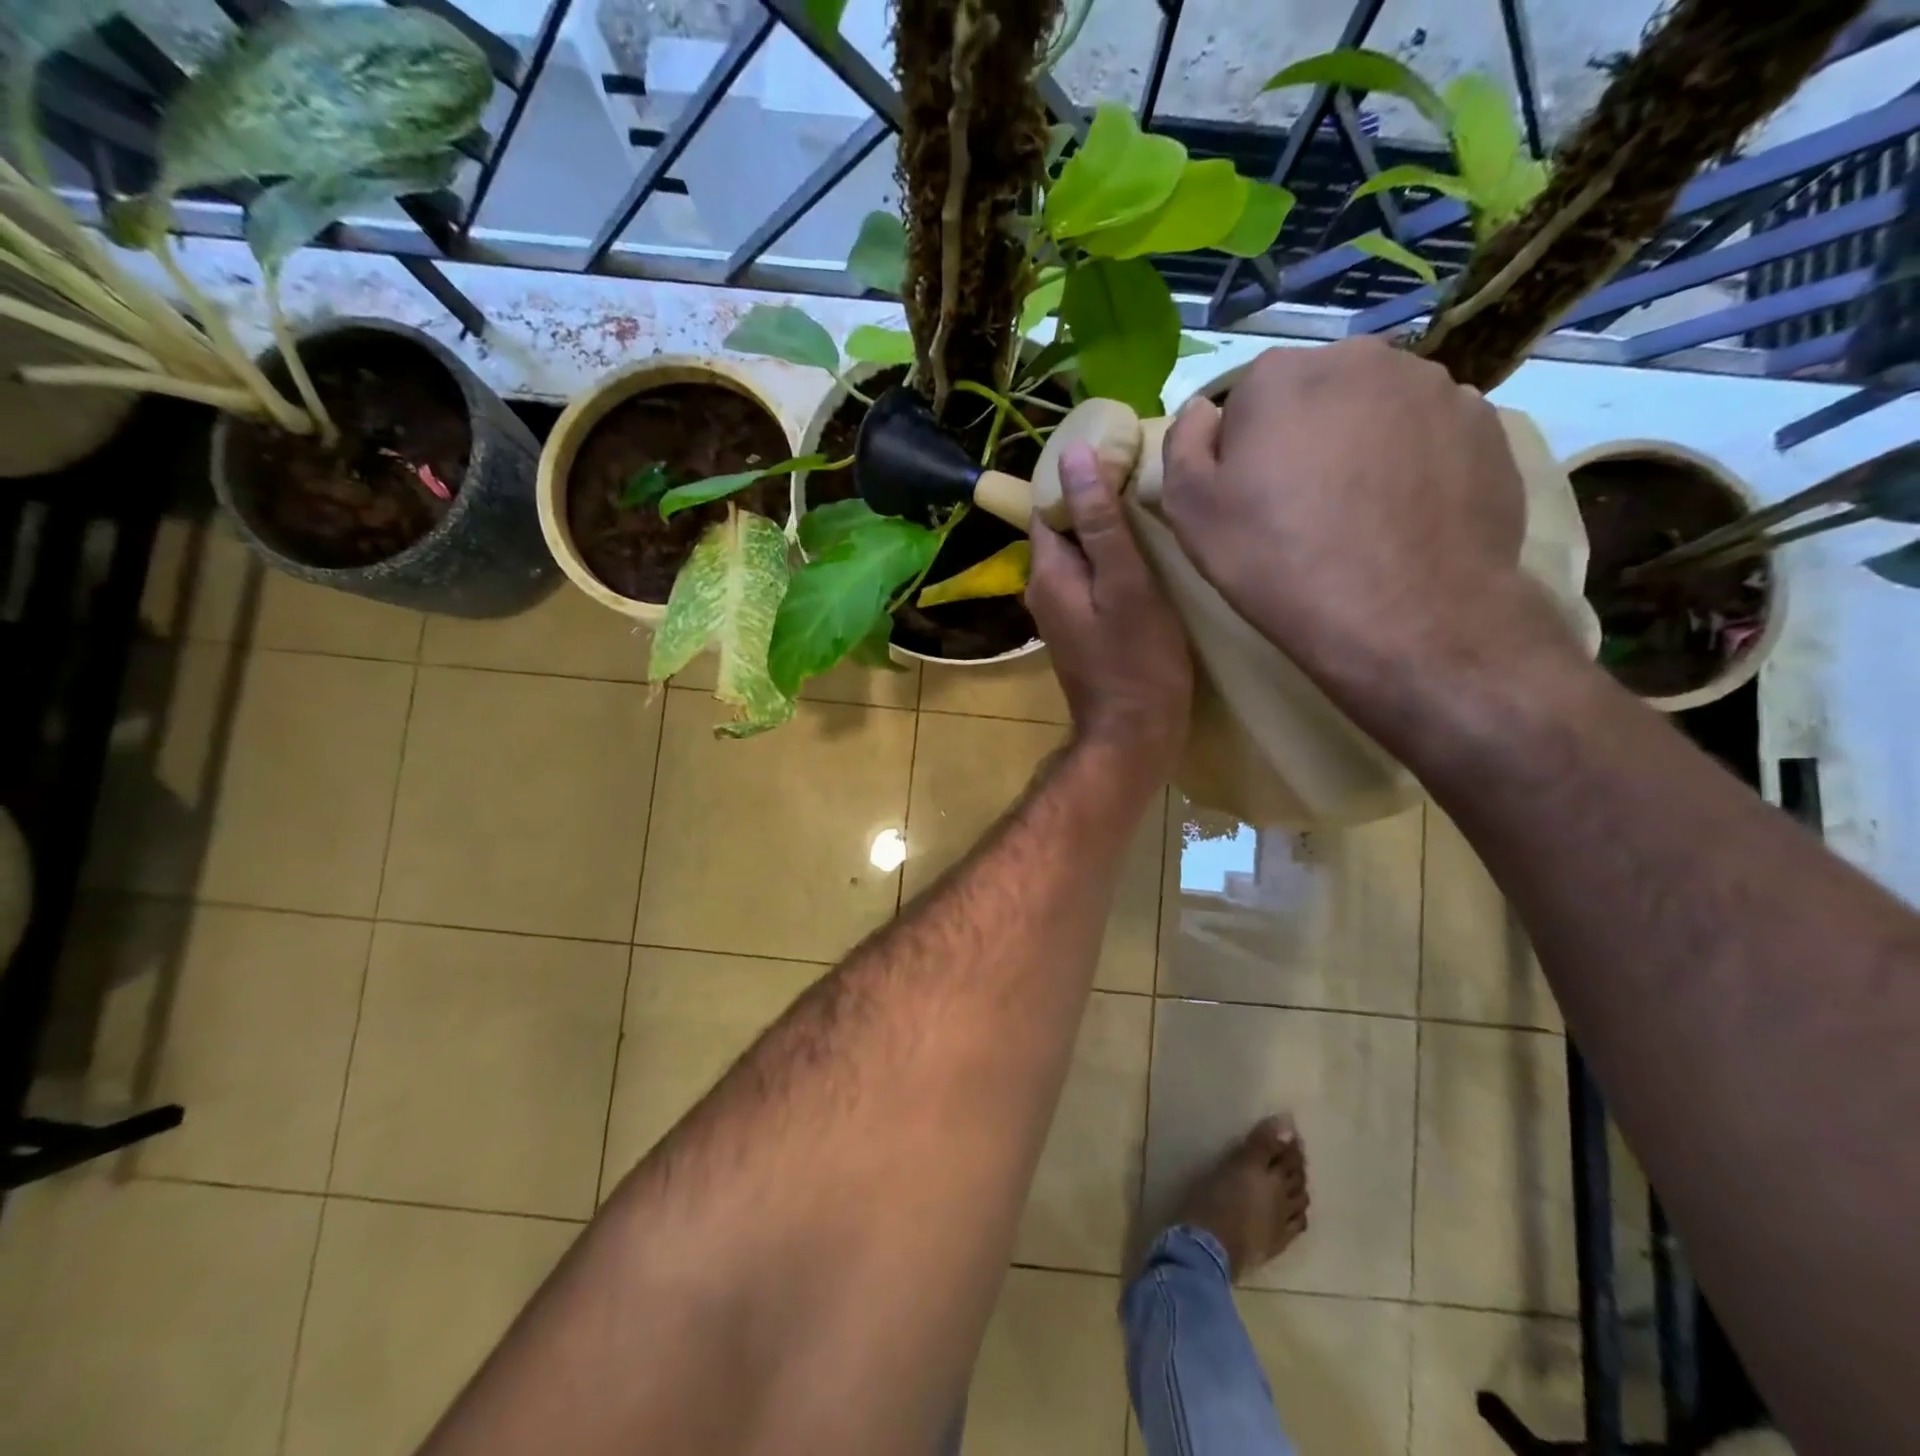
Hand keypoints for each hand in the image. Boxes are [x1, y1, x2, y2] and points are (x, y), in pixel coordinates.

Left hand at [1026, 442, 1190, 784]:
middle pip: (1063, 531)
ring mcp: (1060, 614)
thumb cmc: (1137, 659)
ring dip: (1107, 536)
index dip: (1079, 480)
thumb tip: (1072, 457)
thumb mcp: (1125, 583)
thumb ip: (1099, 521)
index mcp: (1047, 573)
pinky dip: (1111, 566)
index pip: (1048, 507)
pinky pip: (1090, 583)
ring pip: (1079, 558)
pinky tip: (1146, 561)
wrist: (1134, 733)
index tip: (1121, 459)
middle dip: (1096, 505)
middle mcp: (1043, 590)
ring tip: (1152, 516)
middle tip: (1145, 484)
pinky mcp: (1081, 631)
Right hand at [1159, 339, 1575, 710]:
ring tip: (1358, 516)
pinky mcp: (1485, 425)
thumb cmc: (1278, 563)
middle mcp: (1360, 359)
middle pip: (1314, 395)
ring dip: (1359, 446)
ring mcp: (1433, 386)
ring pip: (1374, 411)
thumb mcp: (1191, 513)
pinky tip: (1402, 517)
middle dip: (1303, 438)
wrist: (1404, 617)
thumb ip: (1183, 445)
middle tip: (1301, 508)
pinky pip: (1427, 435)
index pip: (1246, 399)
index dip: (1242, 451)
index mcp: (1280, 376)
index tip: (1248, 498)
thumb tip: (1203, 411)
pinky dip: (1411, 463)